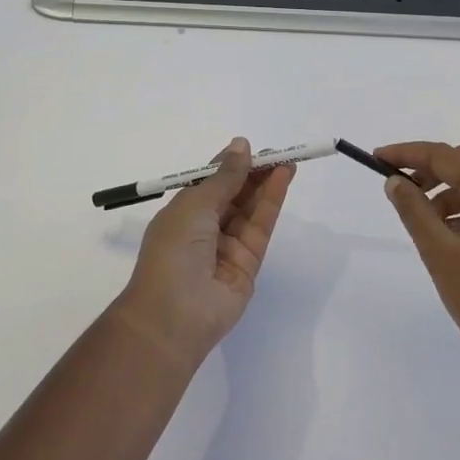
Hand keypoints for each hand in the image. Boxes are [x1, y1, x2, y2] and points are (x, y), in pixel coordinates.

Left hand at [112, 138, 295, 368]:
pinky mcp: (249, 263)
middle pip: (234, 195)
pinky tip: (282, 179)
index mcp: (182, 214)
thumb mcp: (194, 205)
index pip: (210, 183)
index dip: (229, 165)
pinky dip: (272, 202)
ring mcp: (227, 247)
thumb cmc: (173, 251)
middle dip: (253, 173)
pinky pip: (261, 227)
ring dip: (267, 184)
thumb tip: (240, 145)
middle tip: (277, 153)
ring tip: (286, 161)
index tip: (250, 148)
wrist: (174, 314)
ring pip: (250, 209)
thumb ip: (224, 176)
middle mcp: (204, 229)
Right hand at [377, 140, 459, 396]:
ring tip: (423, 215)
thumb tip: (395, 181)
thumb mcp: (440, 254)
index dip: (411, 153)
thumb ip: (415, 211)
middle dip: (440, 163)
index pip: (450, 156)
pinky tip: (446, 232)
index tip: (378, 157)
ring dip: (453, 185)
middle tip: (409, 183)